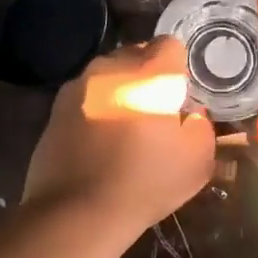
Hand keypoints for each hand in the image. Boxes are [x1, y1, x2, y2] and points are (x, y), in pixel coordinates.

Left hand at [22, 37, 215, 241]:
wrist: (76, 212)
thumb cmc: (145, 183)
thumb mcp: (197, 160)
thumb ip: (202, 126)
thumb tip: (191, 114)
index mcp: (149, 73)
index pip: (170, 45)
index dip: (179, 68)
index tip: (181, 95)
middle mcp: (111, 68)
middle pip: (136, 55)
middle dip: (148, 76)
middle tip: (156, 111)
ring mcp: (79, 86)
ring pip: (108, 75)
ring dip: (120, 91)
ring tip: (126, 128)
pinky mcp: (55, 108)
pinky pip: (86, 97)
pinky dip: (96, 109)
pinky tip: (99, 142)